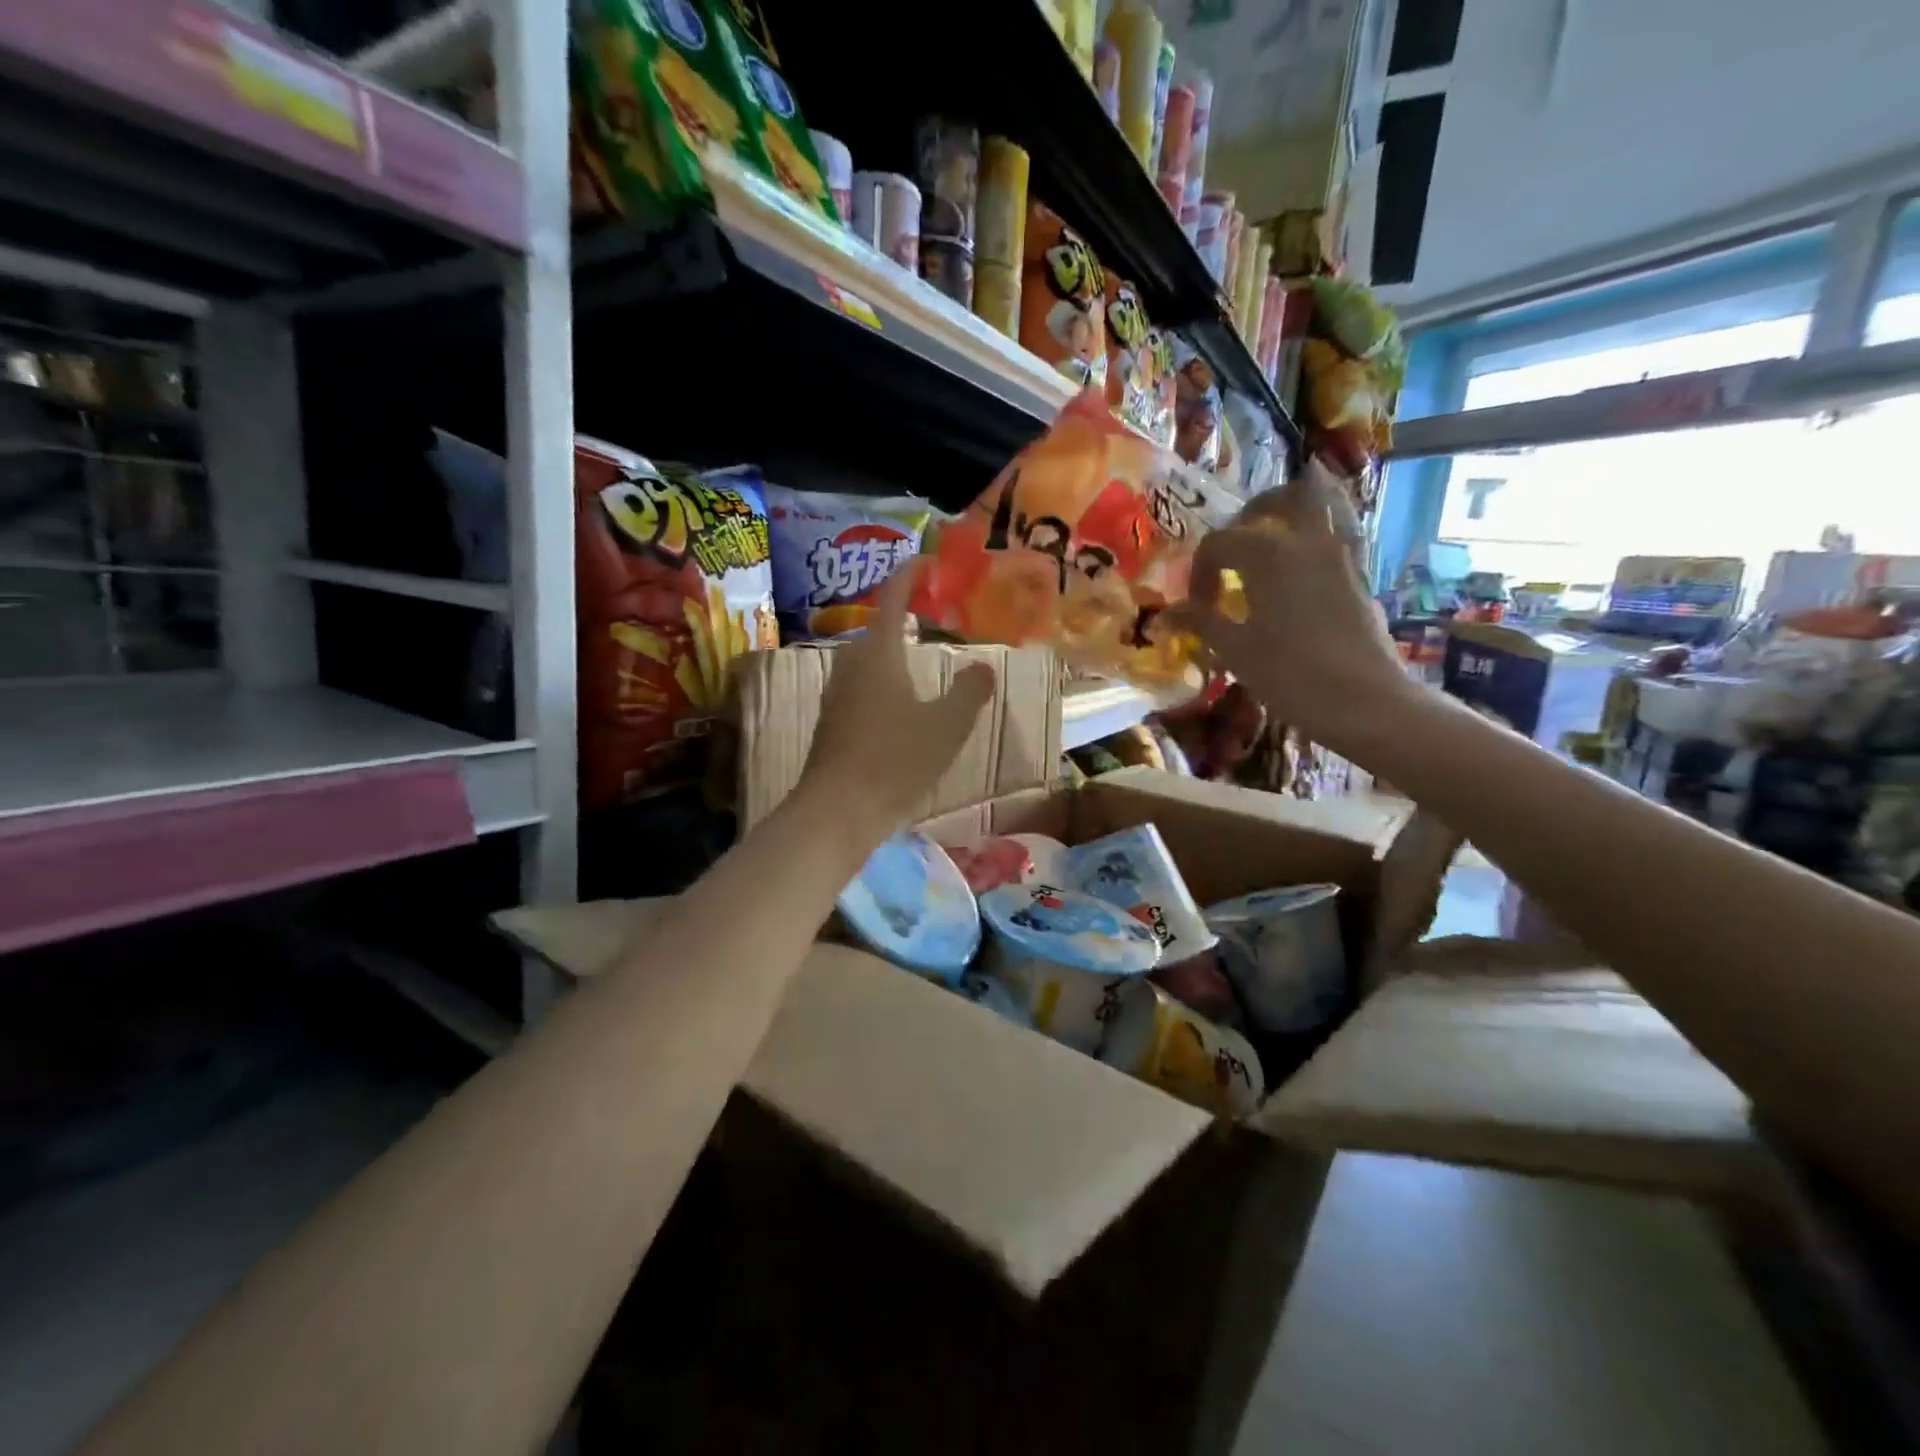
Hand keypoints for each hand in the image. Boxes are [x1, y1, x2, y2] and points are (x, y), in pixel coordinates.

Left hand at [798, 563, 996, 849]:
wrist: (837, 810)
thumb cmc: (895, 760)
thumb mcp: (946, 725)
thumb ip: (969, 692)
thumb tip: (983, 668)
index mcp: (878, 653)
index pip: (893, 598)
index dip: (910, 575)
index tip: (928, 562)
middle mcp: (851, 664)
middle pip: (878, 627)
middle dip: (904, 613)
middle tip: (934, 613)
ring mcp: (836, 693)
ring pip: (868, 658)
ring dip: (894, 649)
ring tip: (921, 654)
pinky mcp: (832, 721)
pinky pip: (862, 684)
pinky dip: (884, 678)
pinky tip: (900, 701)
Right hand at [1166, 475, 1414, 754]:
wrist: (1364, 702)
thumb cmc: (1290, 675)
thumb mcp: (1236, 650)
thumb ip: (1201, 622)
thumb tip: (1166, 614)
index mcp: (1268, 553)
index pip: (1219, 543)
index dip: (1200, 572)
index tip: (1197, 607)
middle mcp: (1308, 540)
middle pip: (1284, 497)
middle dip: (1254, 512)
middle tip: (1235, 544)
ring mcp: (1342, 555)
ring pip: (1326, 505)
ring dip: (1296, 512)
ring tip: (1275, 534)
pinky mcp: (1362, 576)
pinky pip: (1343, 535)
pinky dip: (1322, 535)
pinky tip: (1305, 564)